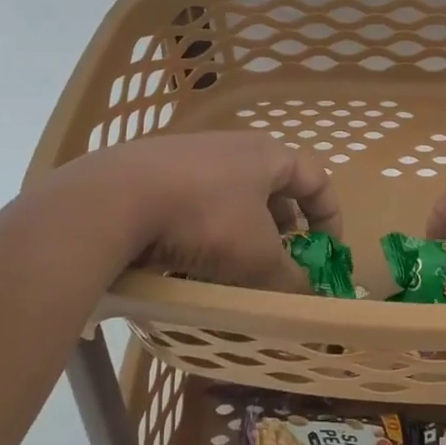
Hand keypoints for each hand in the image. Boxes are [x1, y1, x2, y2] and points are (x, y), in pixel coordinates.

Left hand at [37, 132, 342, 292]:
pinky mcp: (156, 172)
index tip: (327, 254)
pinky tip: (191, 260)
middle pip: (275, 188)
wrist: (115, 198)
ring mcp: (192, 156)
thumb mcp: (257, 257)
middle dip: (285, 230)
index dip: (330, 218)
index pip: (317, 179)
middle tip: (282, 263)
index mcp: (268, 155)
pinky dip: (206, 230)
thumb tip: (309, 298)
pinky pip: (197, 202)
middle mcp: (234, 146)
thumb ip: (290, 279)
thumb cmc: (205, 218)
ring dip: (244, 233)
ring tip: (236, 269)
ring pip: (234, 198)